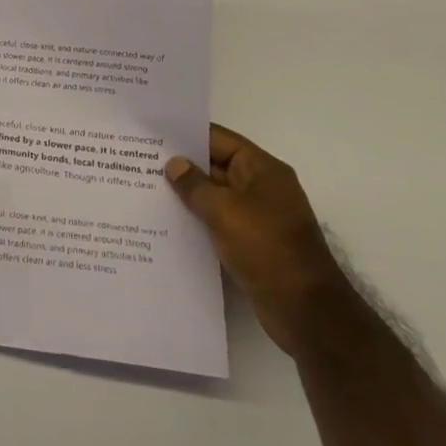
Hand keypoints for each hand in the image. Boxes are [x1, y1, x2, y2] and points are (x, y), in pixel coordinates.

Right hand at [165, 124, 351, 354]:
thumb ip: (194, 185)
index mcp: (262, 170)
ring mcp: (258, 217)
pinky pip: (219, 222)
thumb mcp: (224, 210)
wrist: (306, 311)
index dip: (186, 135)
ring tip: (147, 190)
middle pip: (216, 166)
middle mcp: (262, 188)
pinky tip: (168, 223)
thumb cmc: (266, 248)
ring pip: (215, 196)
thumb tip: (174, 164)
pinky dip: (198, 220)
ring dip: (188, 195)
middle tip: (140, 162)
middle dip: (182, 165)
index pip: (218, 139)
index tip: (153, 135)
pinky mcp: (252, 243)